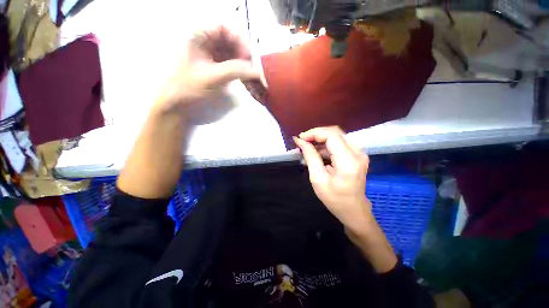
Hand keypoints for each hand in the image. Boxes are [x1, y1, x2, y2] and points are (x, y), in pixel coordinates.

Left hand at [156, 25, 260, 115]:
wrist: (180, 106)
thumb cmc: (190, 89)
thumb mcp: (213, 77)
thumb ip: (236, 70)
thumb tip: (258, 71)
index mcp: (199, 37)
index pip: (223, 29)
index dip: (238, 39)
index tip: (248, 56)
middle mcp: (206, 44)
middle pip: (230, 41)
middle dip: (243, 53)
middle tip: (251, 68)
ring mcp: (212, 57)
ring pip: (233, 54)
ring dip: (243, 63)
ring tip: (250, 75)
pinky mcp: (217, 69)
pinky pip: (232, 65)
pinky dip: (240, 71)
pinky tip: (245, 79)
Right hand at [293, 127, 373, 232]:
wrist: (354, 210)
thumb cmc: (335, 199)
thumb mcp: (318, 179)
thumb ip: (310, 157)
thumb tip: (300, 141)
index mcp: (348, 161)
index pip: (331, 136)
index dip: (314, 133)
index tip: (300, 138)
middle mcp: (357, 153)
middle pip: (335, 133)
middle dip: (316, 135)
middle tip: (302, 142)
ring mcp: (359, 153)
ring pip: (336, 137)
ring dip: (320, 140)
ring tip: (306, 149)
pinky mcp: (356, 155)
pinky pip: (339, 144)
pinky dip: (325, 146)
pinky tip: (316, 153)